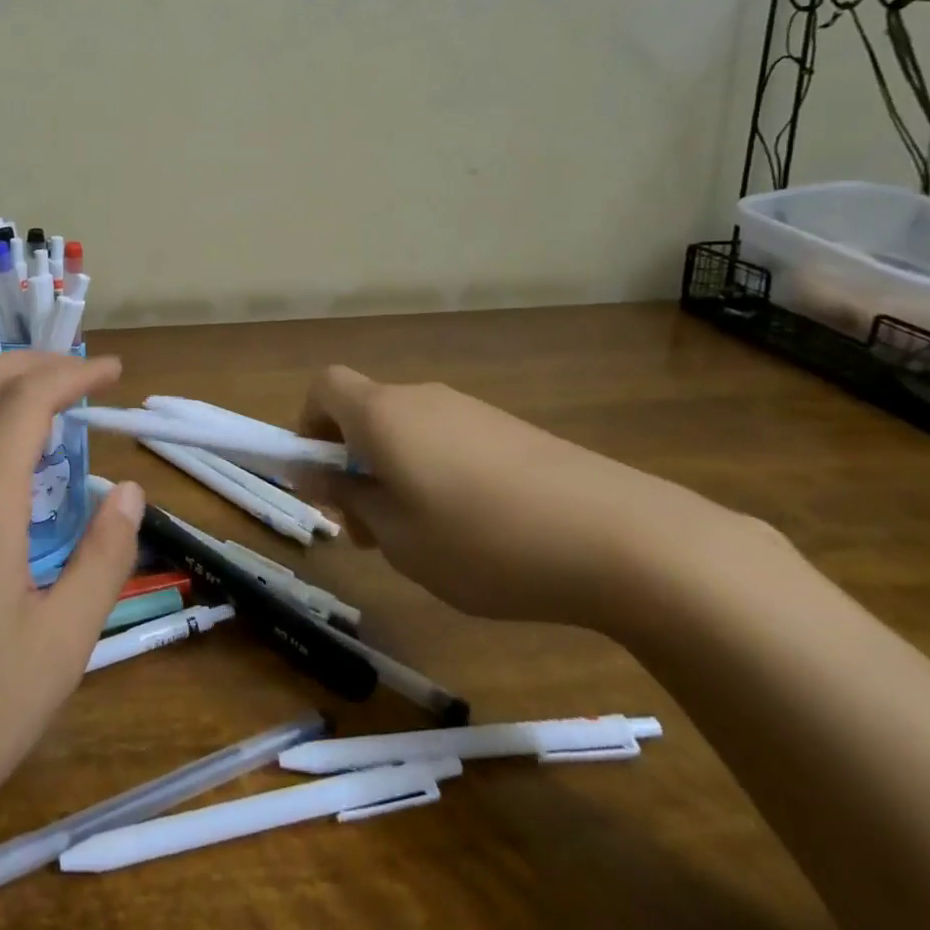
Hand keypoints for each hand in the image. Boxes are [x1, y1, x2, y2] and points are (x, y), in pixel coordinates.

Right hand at [300, 365, 733, 626]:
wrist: (619, 536)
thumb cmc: (483, 541)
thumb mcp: (398, 538)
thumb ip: (348, 500)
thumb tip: (312, 475)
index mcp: (383, 414)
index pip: (324, 387)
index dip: (309, 426)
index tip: (322, 478)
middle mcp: (421, 399)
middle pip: (365, 412)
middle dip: (353, 463)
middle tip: (369, 530)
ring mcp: (471, 411)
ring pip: (408, 431)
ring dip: (396, 472)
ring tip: (424, 540)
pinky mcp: (510, 430)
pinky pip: (450, 441)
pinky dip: (438, 473)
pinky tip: (475, 530)